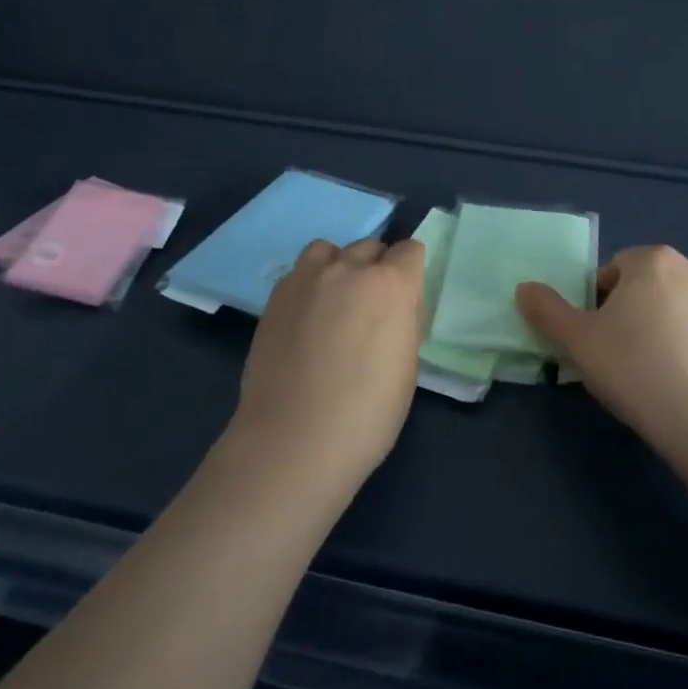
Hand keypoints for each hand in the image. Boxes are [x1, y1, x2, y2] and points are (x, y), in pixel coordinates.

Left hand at [230, 237, 426, 493]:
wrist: (294, 441)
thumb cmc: (367, 413)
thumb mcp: (407, 365)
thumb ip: (403, 321)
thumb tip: (394, 308)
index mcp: (392, 285)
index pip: (410, 250)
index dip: (411, 271)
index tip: (407, 298)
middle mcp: (350, 269)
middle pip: (370, 247)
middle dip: (377, 268)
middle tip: (372, 307)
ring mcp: (307, 279)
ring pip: (330, 251)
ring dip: (339, 266)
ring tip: (336, 302)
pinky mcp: (276, 297)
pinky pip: (300, 272)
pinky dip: (310, 284)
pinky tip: (308, 317)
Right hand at [516, 245, 687, 459]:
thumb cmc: (635, 368)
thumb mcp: (578, 340)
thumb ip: (547, 310)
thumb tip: (524, 288)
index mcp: (654, 260)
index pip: (612, 271)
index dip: (596, 303)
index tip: (595, 338)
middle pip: (643, 287)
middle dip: (626, 314)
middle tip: (615, 356)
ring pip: (671, 311)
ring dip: (655, 330)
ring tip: (644, 374)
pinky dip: (683, 349)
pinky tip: (674, 384)